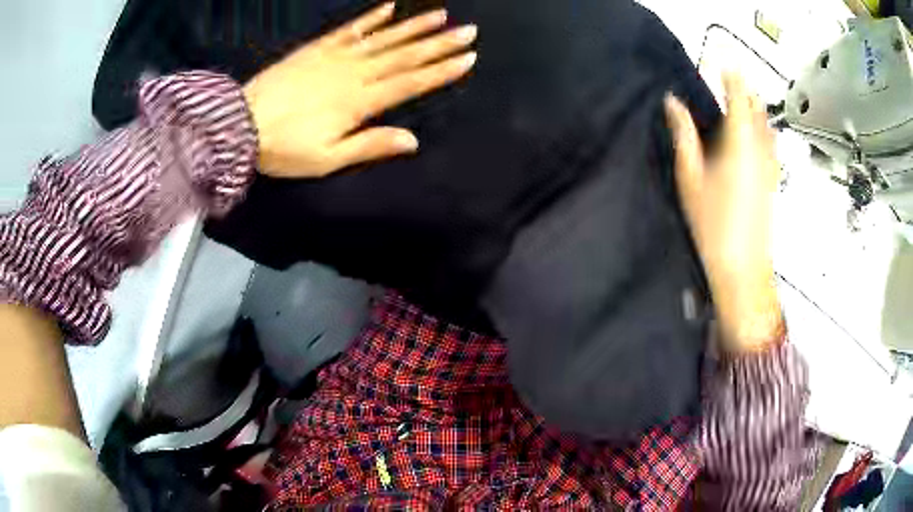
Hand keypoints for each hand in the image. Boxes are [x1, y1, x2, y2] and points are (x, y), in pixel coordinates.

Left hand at [243, 3, 476, 178]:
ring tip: (441, 15)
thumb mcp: (326, 159)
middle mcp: (354, 73)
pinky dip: (371, 18)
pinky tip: (390, 8)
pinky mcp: (317, 48)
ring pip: (383, 38)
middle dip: (439, 43)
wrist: (240, 124)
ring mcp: (336, 56)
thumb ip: (369, 145)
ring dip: (414, 26)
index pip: (410, 83)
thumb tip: (412, 141)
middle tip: (469, 31)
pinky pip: (350, 29)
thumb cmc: (283, 147)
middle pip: (404, 56)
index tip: (468, 58)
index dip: (441, 71)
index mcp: (359, 102)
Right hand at [665, 73, 782, 351]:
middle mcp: (761, 146)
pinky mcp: (774, 177)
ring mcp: (771, 163)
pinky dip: (762, 126)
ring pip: (766, 123)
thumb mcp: (691, 177)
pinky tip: (753, 133)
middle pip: (757, 106)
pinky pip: (771, 140)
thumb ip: (684, 135)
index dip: (730, 75)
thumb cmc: (713, 222)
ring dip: (754, 106)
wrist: (743, 267)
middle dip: (744, 88)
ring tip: (739, 100)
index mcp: (740, 141)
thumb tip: (673, 102)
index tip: (720, 62)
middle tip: (728, 79)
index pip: (739, 95)